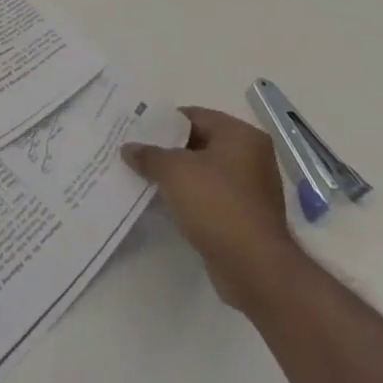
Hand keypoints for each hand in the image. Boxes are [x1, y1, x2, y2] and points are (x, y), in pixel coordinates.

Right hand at [120, 106, 303, 313]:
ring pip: (203, 172)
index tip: (137, 130)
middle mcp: (251, 157)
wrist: (253, 267)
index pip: (194, 116)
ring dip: (177, 175)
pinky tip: (163, 202)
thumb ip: (148, 154)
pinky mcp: (245, 216)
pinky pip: (209, 196)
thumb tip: (129, 149)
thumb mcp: (173, 171)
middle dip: (167, 149)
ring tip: (143, 176)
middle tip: (135, 152)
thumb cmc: (216, 204)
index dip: (163, 122)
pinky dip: (188, 197)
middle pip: (199, 143)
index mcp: (241, 136)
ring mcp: (250, 189)